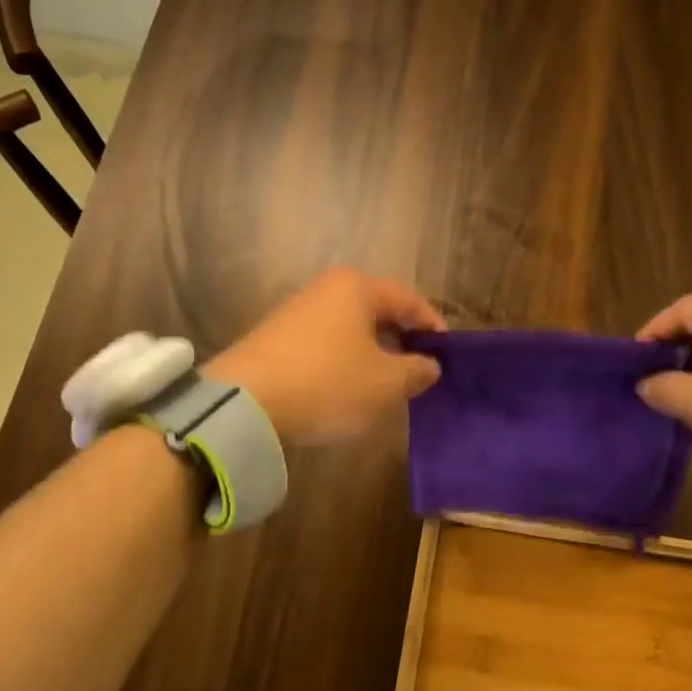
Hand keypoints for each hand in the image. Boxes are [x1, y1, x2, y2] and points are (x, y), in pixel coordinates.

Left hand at [208, 268, 445, 444]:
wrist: (245, 403)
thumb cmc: (328, 384)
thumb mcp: (386, 383)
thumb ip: (416, 370)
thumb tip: (430, 365)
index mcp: (359, 287)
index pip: (410, 300)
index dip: (434, 328)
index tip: (447, 356)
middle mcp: (327, 288)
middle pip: (379, 310)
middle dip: (402, 339)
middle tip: (419, 371)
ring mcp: (298, 310)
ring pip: (352, 327)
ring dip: (373, 352)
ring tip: (386, 383)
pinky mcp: (277, 336)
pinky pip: (327, 342)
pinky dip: (345, 359)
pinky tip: (347, 386)